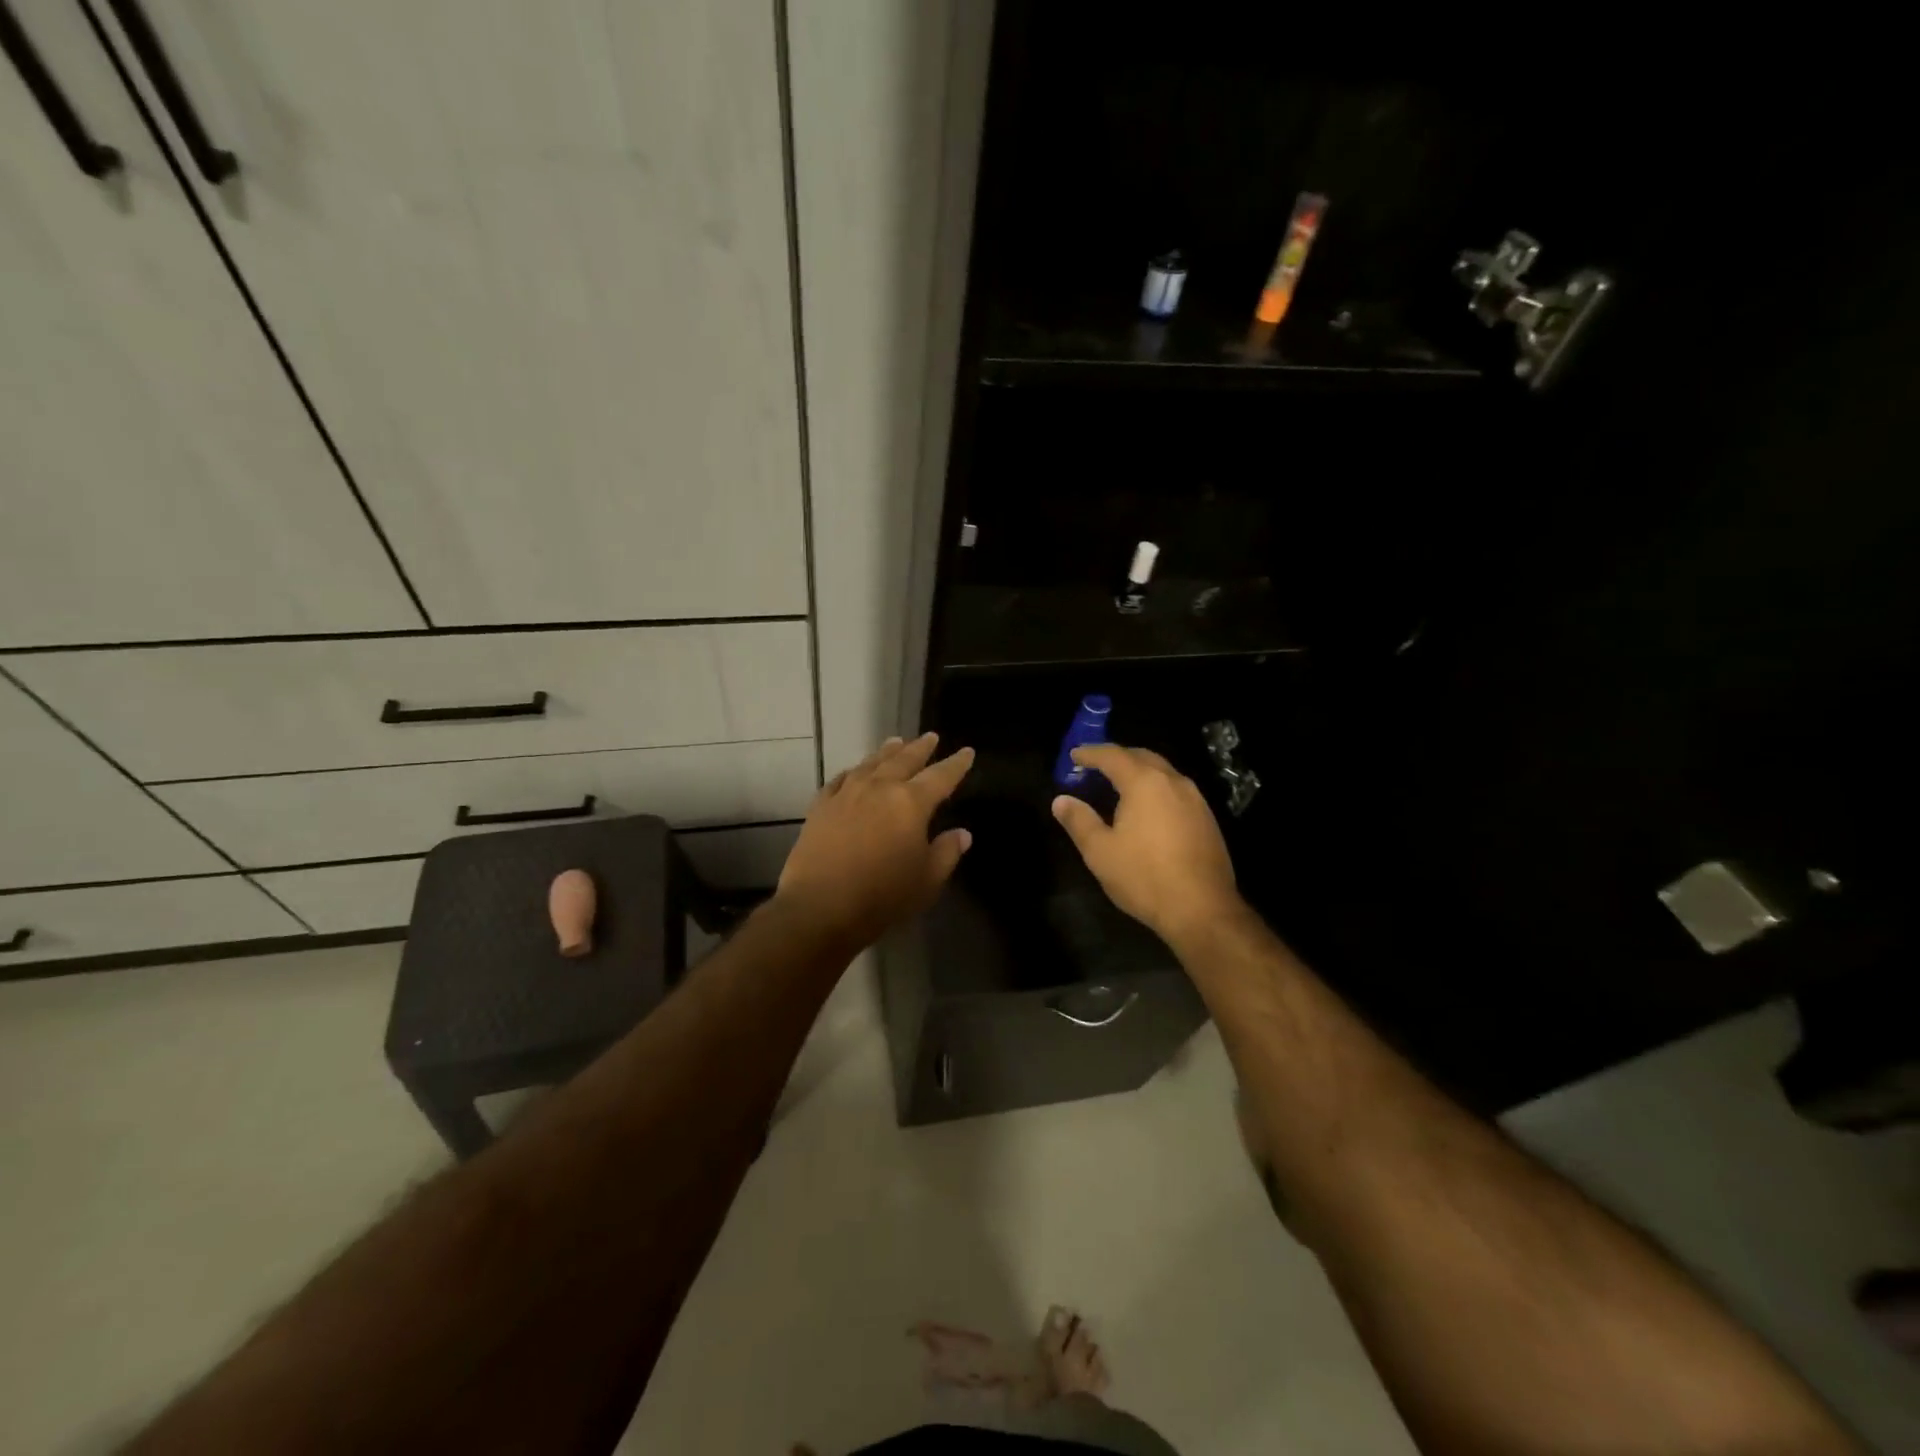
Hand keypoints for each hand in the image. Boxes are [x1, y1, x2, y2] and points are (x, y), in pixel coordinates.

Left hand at [775, 733, 974, 948]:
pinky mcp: (821, 806)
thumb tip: (962, 833)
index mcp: (911, 803)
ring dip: (887, 751)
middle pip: (904, 760)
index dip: (956, 764)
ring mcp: (847, 794)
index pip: (941, 776)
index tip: (966, 751)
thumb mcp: (927, 880)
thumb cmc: (882, 896)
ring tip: (896, 742)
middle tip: (931, 737)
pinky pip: (840, 779)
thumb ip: (947, 853)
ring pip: (871, 763)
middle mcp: (880, 788)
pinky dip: (853, 771)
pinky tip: (854, 771)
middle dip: (921, 748)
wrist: (820, 907)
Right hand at [1052, 744, 1240, 944]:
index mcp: (1144, 783)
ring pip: (1163, 772)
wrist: (1203, 910)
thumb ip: (1079, 821)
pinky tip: (1148, 809)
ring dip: (1139, 771)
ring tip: (1119, 785)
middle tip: (1095, 766)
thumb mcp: (1100, 852)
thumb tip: (1061, 800)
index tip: (1074, 755)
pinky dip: (1156, 788)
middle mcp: (1173, 782)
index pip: (1113, 755)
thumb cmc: (1144, 877)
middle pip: (1142, 756)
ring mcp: (1196, 799)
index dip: (1090, 753)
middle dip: (1117, 757)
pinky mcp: (1207, 818)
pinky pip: (1176, 790)